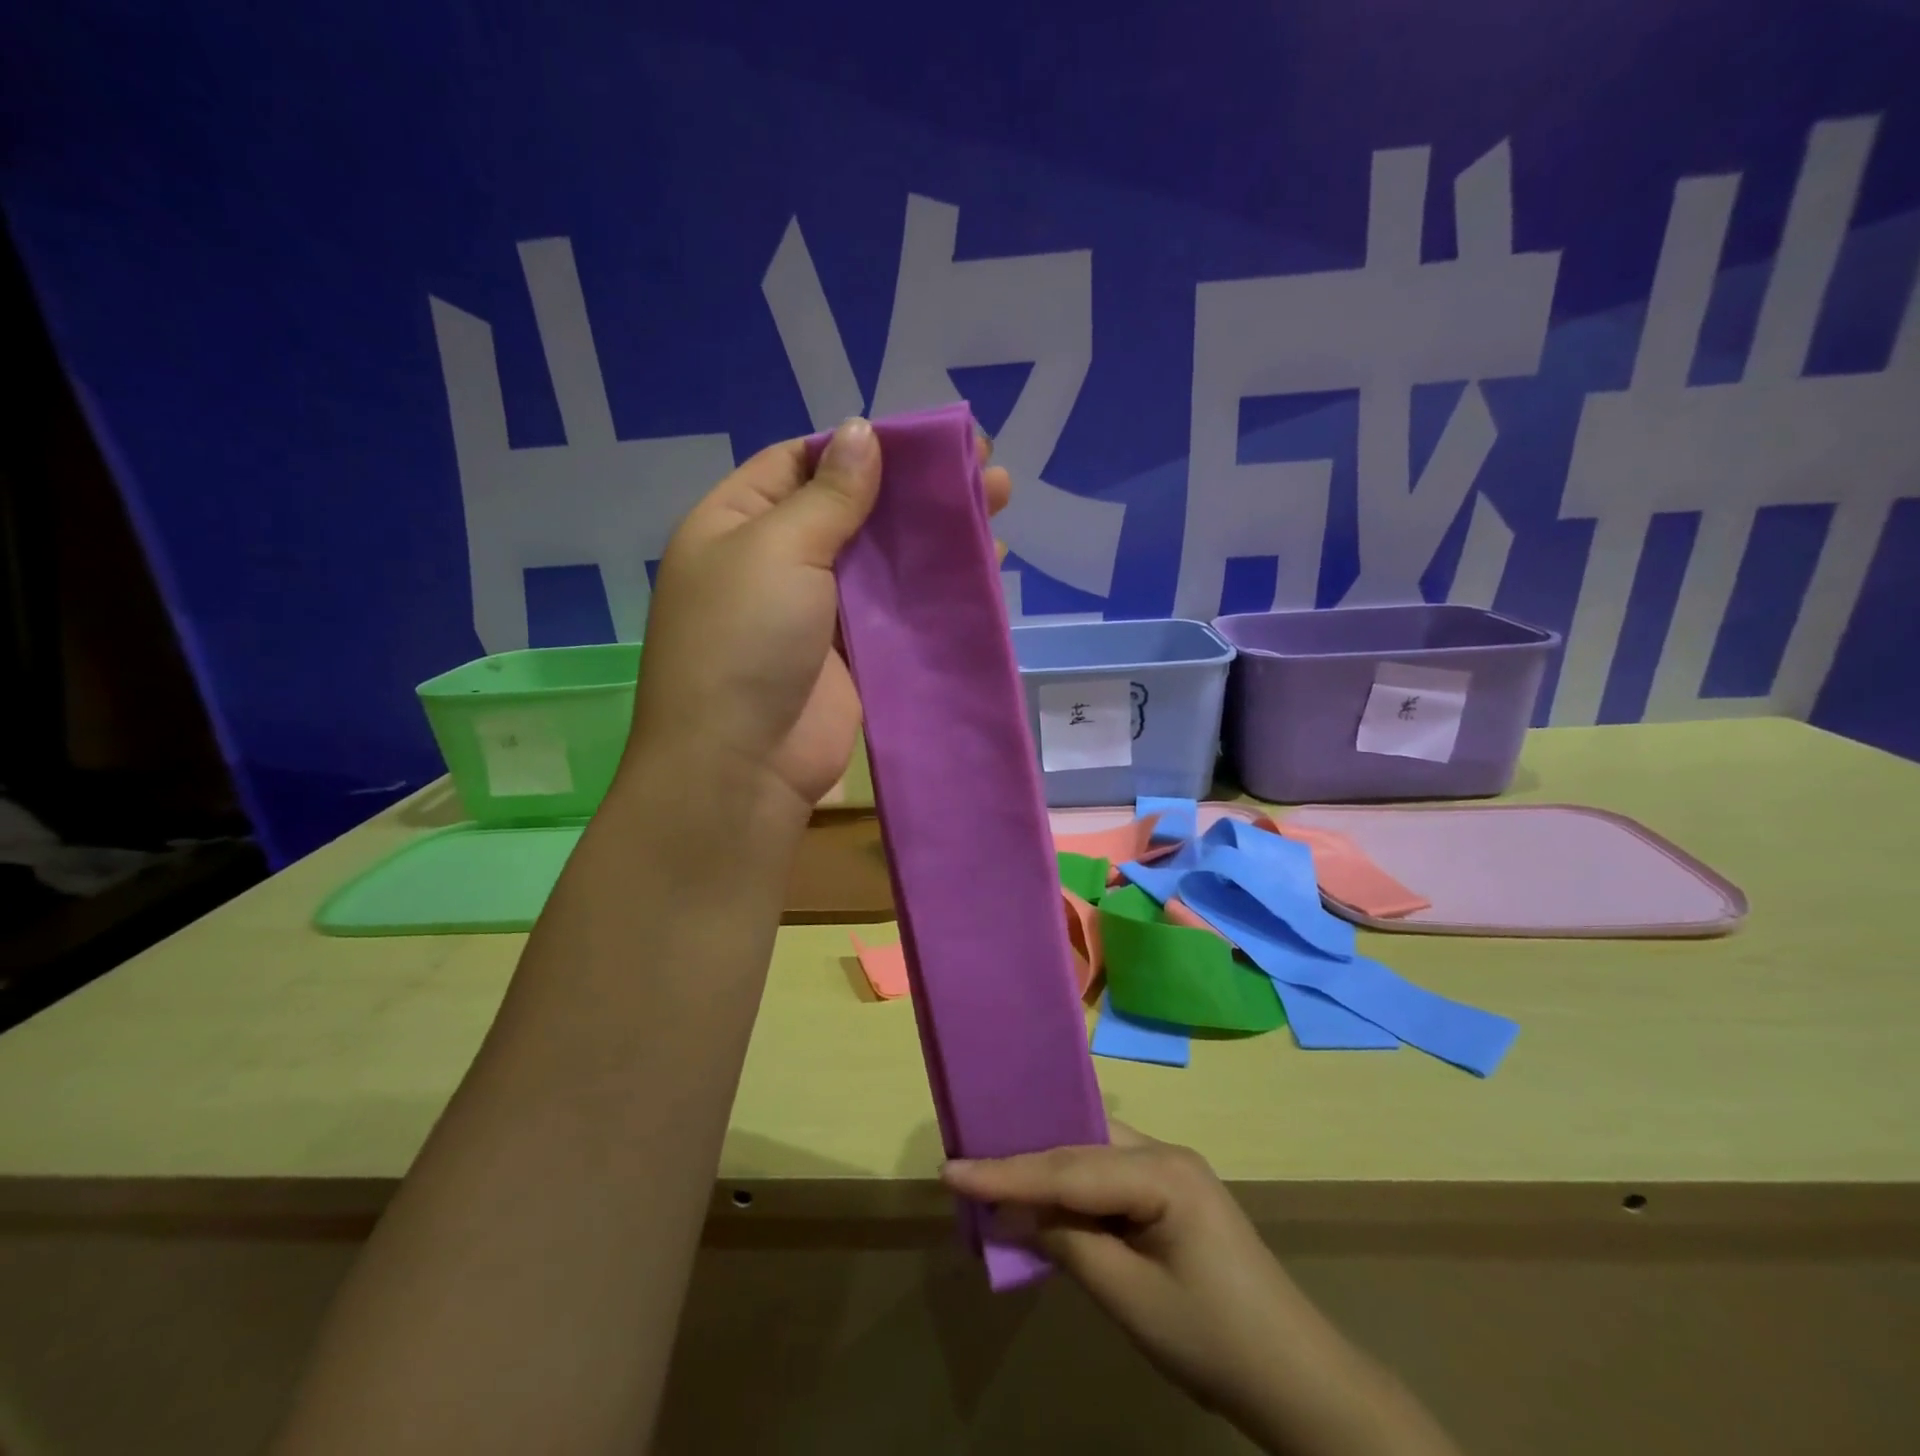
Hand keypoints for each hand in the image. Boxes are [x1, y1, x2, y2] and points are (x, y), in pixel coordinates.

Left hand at [629, 419, 1011, 814]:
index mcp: (738, 523)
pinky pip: (899, 609)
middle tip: (982, 463)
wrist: (743, 762)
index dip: (860, 447)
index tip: (923, 439)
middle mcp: (778, 562)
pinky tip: (984, 563)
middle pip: (853, 509)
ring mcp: (819, 611)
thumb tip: (862, 433)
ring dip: (935, 533)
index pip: (801, 464)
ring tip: (998, 501)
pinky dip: (937, 587)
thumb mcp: (778, 548)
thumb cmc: (745, 638)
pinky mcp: (855, 654)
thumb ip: (829, 495)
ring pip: (883, 560)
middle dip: (913, 488)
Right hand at [943, 1122, 1298, 1419]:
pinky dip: (1074, 1187)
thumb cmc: (1213, 1341)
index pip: (1068, 1167)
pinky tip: (1048, 1197)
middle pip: (1080, 1148)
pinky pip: (1110, 1175)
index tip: (951, 1169)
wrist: (1297, 1380)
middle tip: (968, 1160)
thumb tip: (1012, 1212)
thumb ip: (1066, 1243)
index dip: (1006, 1172)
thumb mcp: (1129, 1298)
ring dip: (1048, 1168)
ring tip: (997, 1173)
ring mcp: (1172, 1170)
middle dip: (1025, 1157)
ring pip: (1093, 1155)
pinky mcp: (1173, 1193)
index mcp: (1162, 1170)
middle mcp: (1165, 1153)